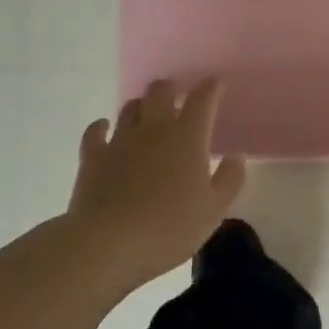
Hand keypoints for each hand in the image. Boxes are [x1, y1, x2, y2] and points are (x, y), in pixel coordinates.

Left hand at [66, 78, 246, 291]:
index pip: (202, 100)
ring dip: (142, 106)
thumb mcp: (213, 210)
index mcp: (187, 138)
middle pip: (161, 92)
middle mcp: (153, 129)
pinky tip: (105, 128)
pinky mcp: (93, 156)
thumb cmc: (168, 228)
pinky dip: (102, 126)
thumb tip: (235, 156)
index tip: (217, 84)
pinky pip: (96, 131)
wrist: (108, 244)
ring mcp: (120, 140)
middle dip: (172, 89)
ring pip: (130, 107)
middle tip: (178, 99)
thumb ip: (229, 179)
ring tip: (148, 115)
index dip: (211, 88)